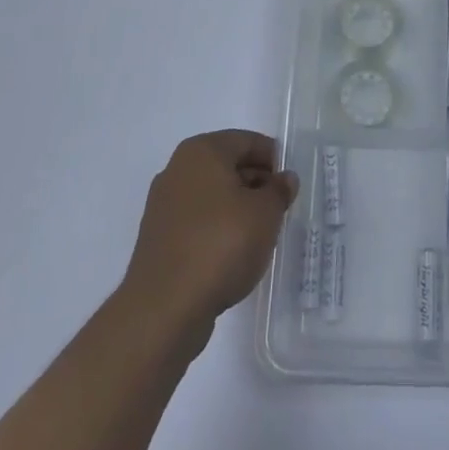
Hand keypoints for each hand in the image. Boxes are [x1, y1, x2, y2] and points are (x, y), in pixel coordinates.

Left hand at [119, 131, 297, 347]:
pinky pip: (198, 222)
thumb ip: (279, 191)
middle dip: (256, 183)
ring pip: (212, 195)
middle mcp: (177, 170)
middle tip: (280, 207)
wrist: (164, 308)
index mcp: (202, 151)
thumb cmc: (221, 244)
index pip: (246, 141)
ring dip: (238, 208)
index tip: (290, 183)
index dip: (273, 158)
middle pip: (227, 166)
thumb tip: (284, 179)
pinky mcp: (158, 239)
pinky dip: (218, 229)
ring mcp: (163, 206)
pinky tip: (235, 253)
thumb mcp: (266, 213)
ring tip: (261, 233)